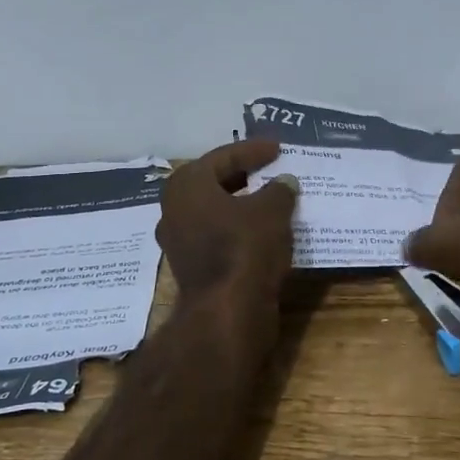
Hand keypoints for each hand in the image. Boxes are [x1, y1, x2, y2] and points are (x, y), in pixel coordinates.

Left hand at [157, 139, 299, 308]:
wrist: (227, 311)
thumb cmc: (245, 247)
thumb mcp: (272, 210)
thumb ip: (279, 190)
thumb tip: (284, 182)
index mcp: (186, 186)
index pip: (222, 157)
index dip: (252, 150)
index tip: (277, 148)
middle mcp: (174, 210)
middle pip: (213, 183)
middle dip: (243, 175)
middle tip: (271, 169)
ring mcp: (180, 242)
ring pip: (215, 212)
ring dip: (241, 204)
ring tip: (271, 199)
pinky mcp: (192, 267)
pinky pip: (218, 236)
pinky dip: (239, 228)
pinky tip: (263, 230)